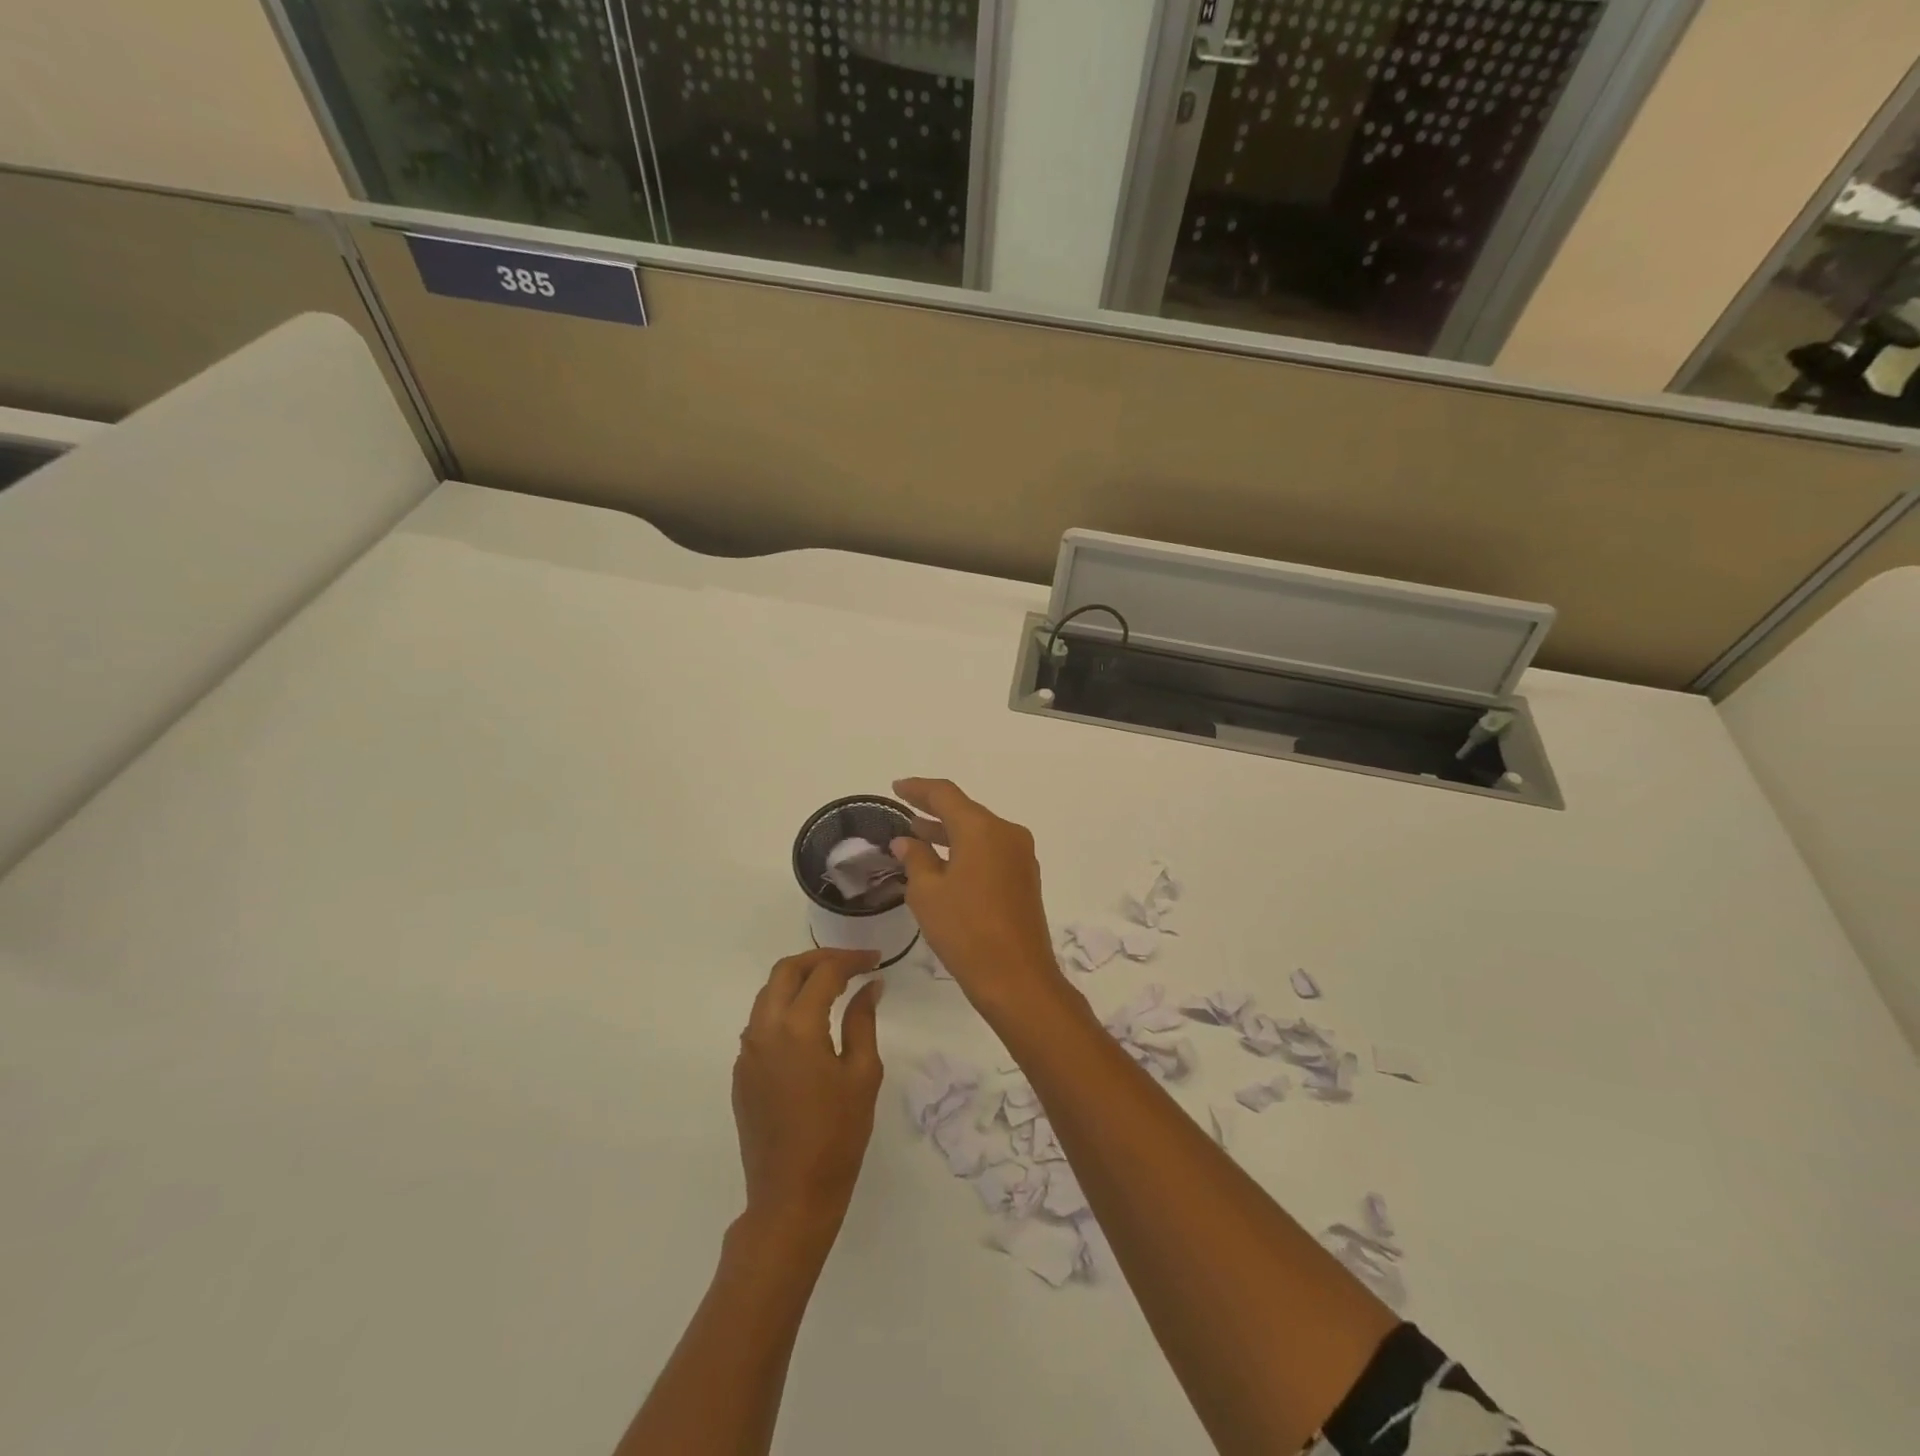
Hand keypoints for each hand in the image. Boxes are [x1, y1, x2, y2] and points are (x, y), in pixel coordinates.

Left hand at [732, 949, 884, 1249]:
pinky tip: (810, 1022)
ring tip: (833, 986)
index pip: (824, 973)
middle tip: (851, 964)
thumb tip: (869, 987)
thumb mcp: (863, 1074)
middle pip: (786, 971)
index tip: (876, 960)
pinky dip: (785, 1007)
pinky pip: (761, 1022)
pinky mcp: (742, 1072)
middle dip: (819, 959)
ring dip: (799, 980)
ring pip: (769, 994)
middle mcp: (764, 1030)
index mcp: (797, 1027)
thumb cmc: (837, 1136)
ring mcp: (747, 1052)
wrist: (791, 1197)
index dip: (852, 960)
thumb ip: (863, 1021)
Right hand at [889, 778, 1071, 1017]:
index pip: (945, 794)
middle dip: (933, 811)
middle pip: (966, 811)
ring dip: (949, 833)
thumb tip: (907, 840)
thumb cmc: (965, 931)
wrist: (1017, 977)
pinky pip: (991, 851)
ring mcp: (1020, 856)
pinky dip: (966, 850)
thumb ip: (916, 859)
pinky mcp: (1025, 878)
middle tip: (904, 810)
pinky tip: (945, 863)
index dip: (918, 789)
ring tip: (917, 836)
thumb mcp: (928, 893)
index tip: (896, 788)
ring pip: (979, 832)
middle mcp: (1007, 833)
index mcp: (982, 829)